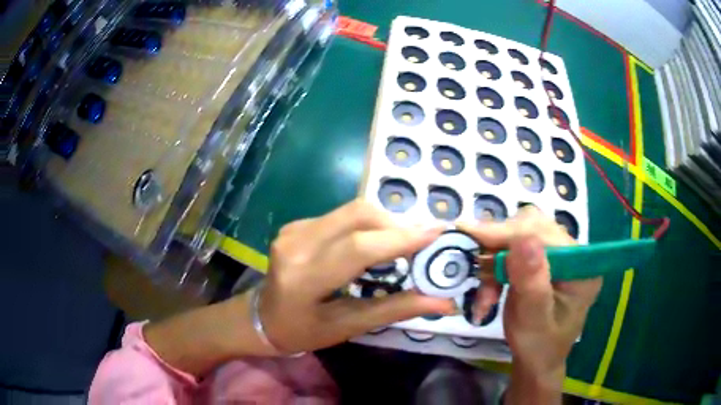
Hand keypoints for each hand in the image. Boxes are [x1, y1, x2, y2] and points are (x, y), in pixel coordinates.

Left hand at [260, 200, 455, 354]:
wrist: (261, 317)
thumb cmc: (303, 332)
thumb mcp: (348, 327)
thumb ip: (395, 310)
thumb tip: (443, 303)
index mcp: (303, 278)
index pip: (359, 248)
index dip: (401, 238)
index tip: (437, 233)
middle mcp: (295, 245)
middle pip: (357, 215)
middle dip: (396, 225)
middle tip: (420, 243)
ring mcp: (292, 230)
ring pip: (351, 211)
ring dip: (383, 223)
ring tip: (400, 246)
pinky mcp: (295, 224)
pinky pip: (340, 216)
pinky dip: (365, 226)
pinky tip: (371, 245)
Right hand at [458, 206, 601, 402]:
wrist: (537, 360)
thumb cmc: (538, 346)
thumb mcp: (533, 320)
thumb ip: (532, 282)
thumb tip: (524, 239)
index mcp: (582, 265)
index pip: (545, 233)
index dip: (508, 233)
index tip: (470, 234)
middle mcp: (573, 253)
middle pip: (532, 227)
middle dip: (499, 248)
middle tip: (476, 269)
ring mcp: (558, 255)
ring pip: (519, 235)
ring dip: (494, 262)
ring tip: (485, 296)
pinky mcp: (544, 260)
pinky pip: (514, 249)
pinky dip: (495, 268)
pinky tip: (489, 292)